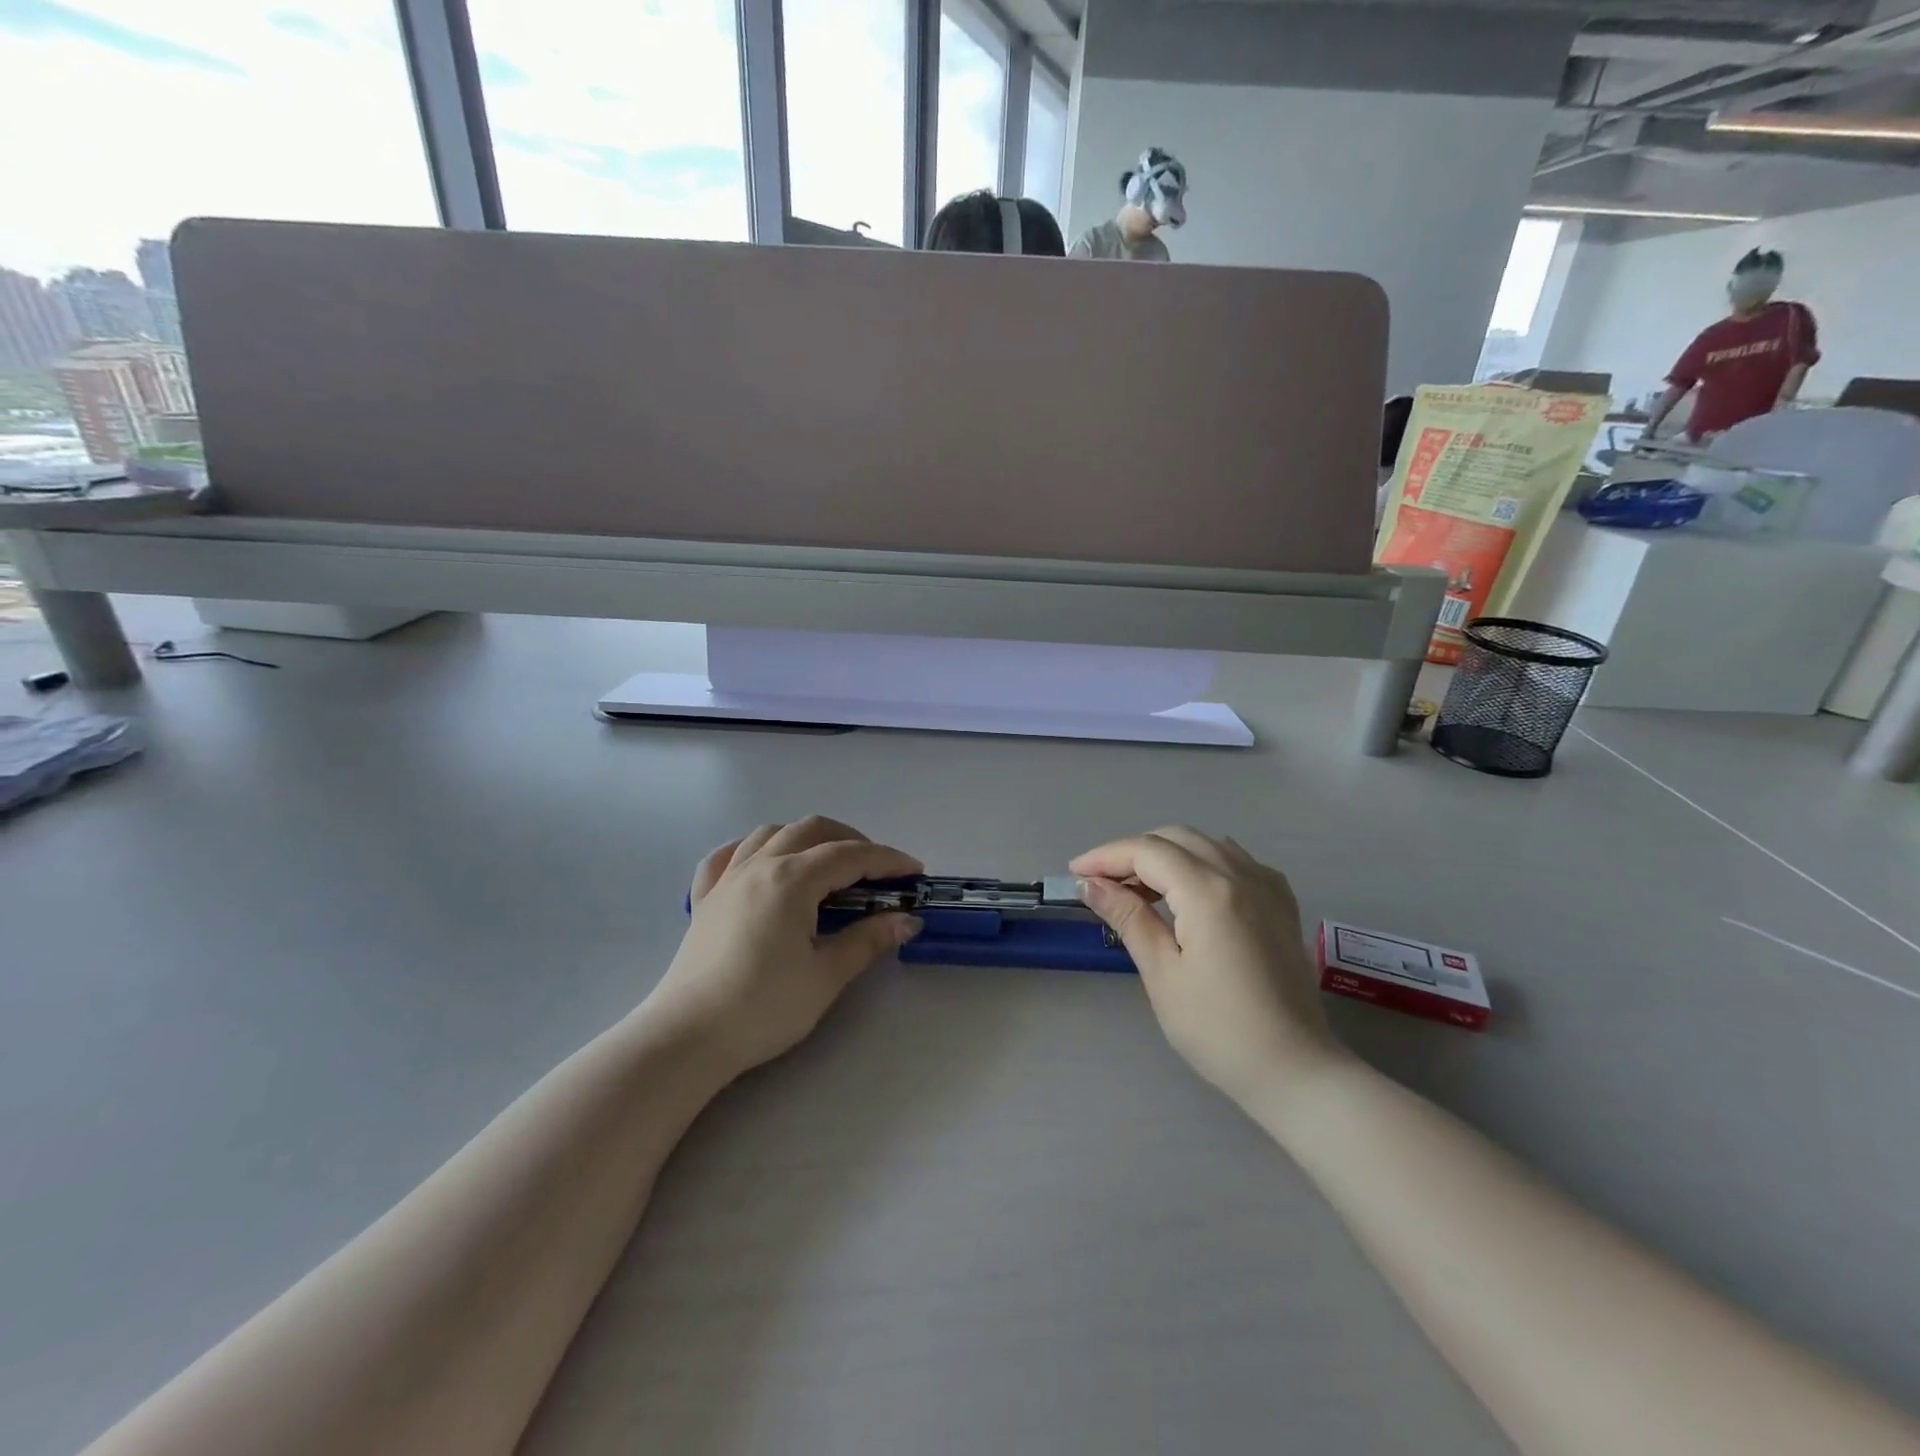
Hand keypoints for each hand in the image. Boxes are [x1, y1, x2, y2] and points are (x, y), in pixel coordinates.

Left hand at [648, 817, 923, 1075]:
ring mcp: (727, 879)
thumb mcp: (826, 976)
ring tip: (827, 864)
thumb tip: (907, 920)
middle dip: (851, 841)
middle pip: (812, 830)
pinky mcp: (704, 899)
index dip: (887, 860)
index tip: (915, 872)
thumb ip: (868, 940)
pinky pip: (727, 855)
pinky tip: (762, 863)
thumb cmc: (764, 1007)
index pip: (851, 855)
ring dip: (806, 838)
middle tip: (877, 871)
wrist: (688, 1038)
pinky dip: (752, 849)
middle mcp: (759, 865)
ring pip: (771, 833)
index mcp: (792, 879)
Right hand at [1071, 828, 1346, 1106]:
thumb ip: (1128, 917)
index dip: (1106, 857)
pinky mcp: (1281, 903)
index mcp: (1209, 892)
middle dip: (1133, 852)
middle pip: (1175, 838)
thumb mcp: (1162, 974)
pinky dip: (1201, 864)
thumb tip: (1090, 884)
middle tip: (1101, 883)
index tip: (1074, 874)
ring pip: (1205, 844)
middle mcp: (1241, 874)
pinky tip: (1187, 894)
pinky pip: (1234, 861)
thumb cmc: (1219, 1030)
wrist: (1295, 1069)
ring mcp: (1267, 885)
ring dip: (1166, 855)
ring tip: (1138, 889)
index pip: (1146, 851)